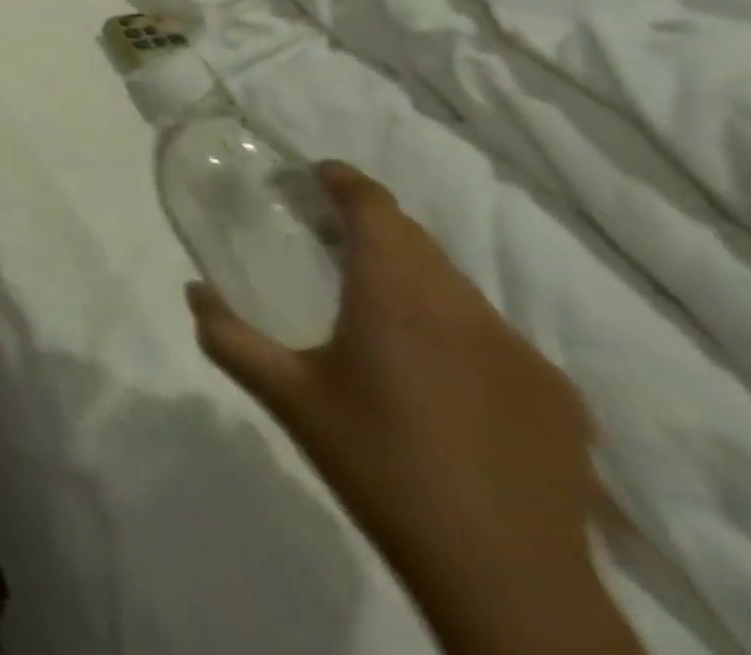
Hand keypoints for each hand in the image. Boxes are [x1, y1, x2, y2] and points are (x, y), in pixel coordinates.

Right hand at [187, 163, 631, 653]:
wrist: (503, 578)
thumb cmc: (378, 467)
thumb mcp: (286, 399)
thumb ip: (229, 337)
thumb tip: (193, 290)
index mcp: (395, 297)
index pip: (376, 210)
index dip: (347, 182)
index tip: (319, 173)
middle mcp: (461, 308)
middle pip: (417, 240)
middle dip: (374, 225)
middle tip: (333, 235)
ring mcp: (519, 351)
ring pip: (457, 285)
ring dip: (415, 275)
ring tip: (380, 304)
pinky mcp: (557, 394)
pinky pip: (494, 335)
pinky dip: (457, 328)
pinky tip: (440, 375)